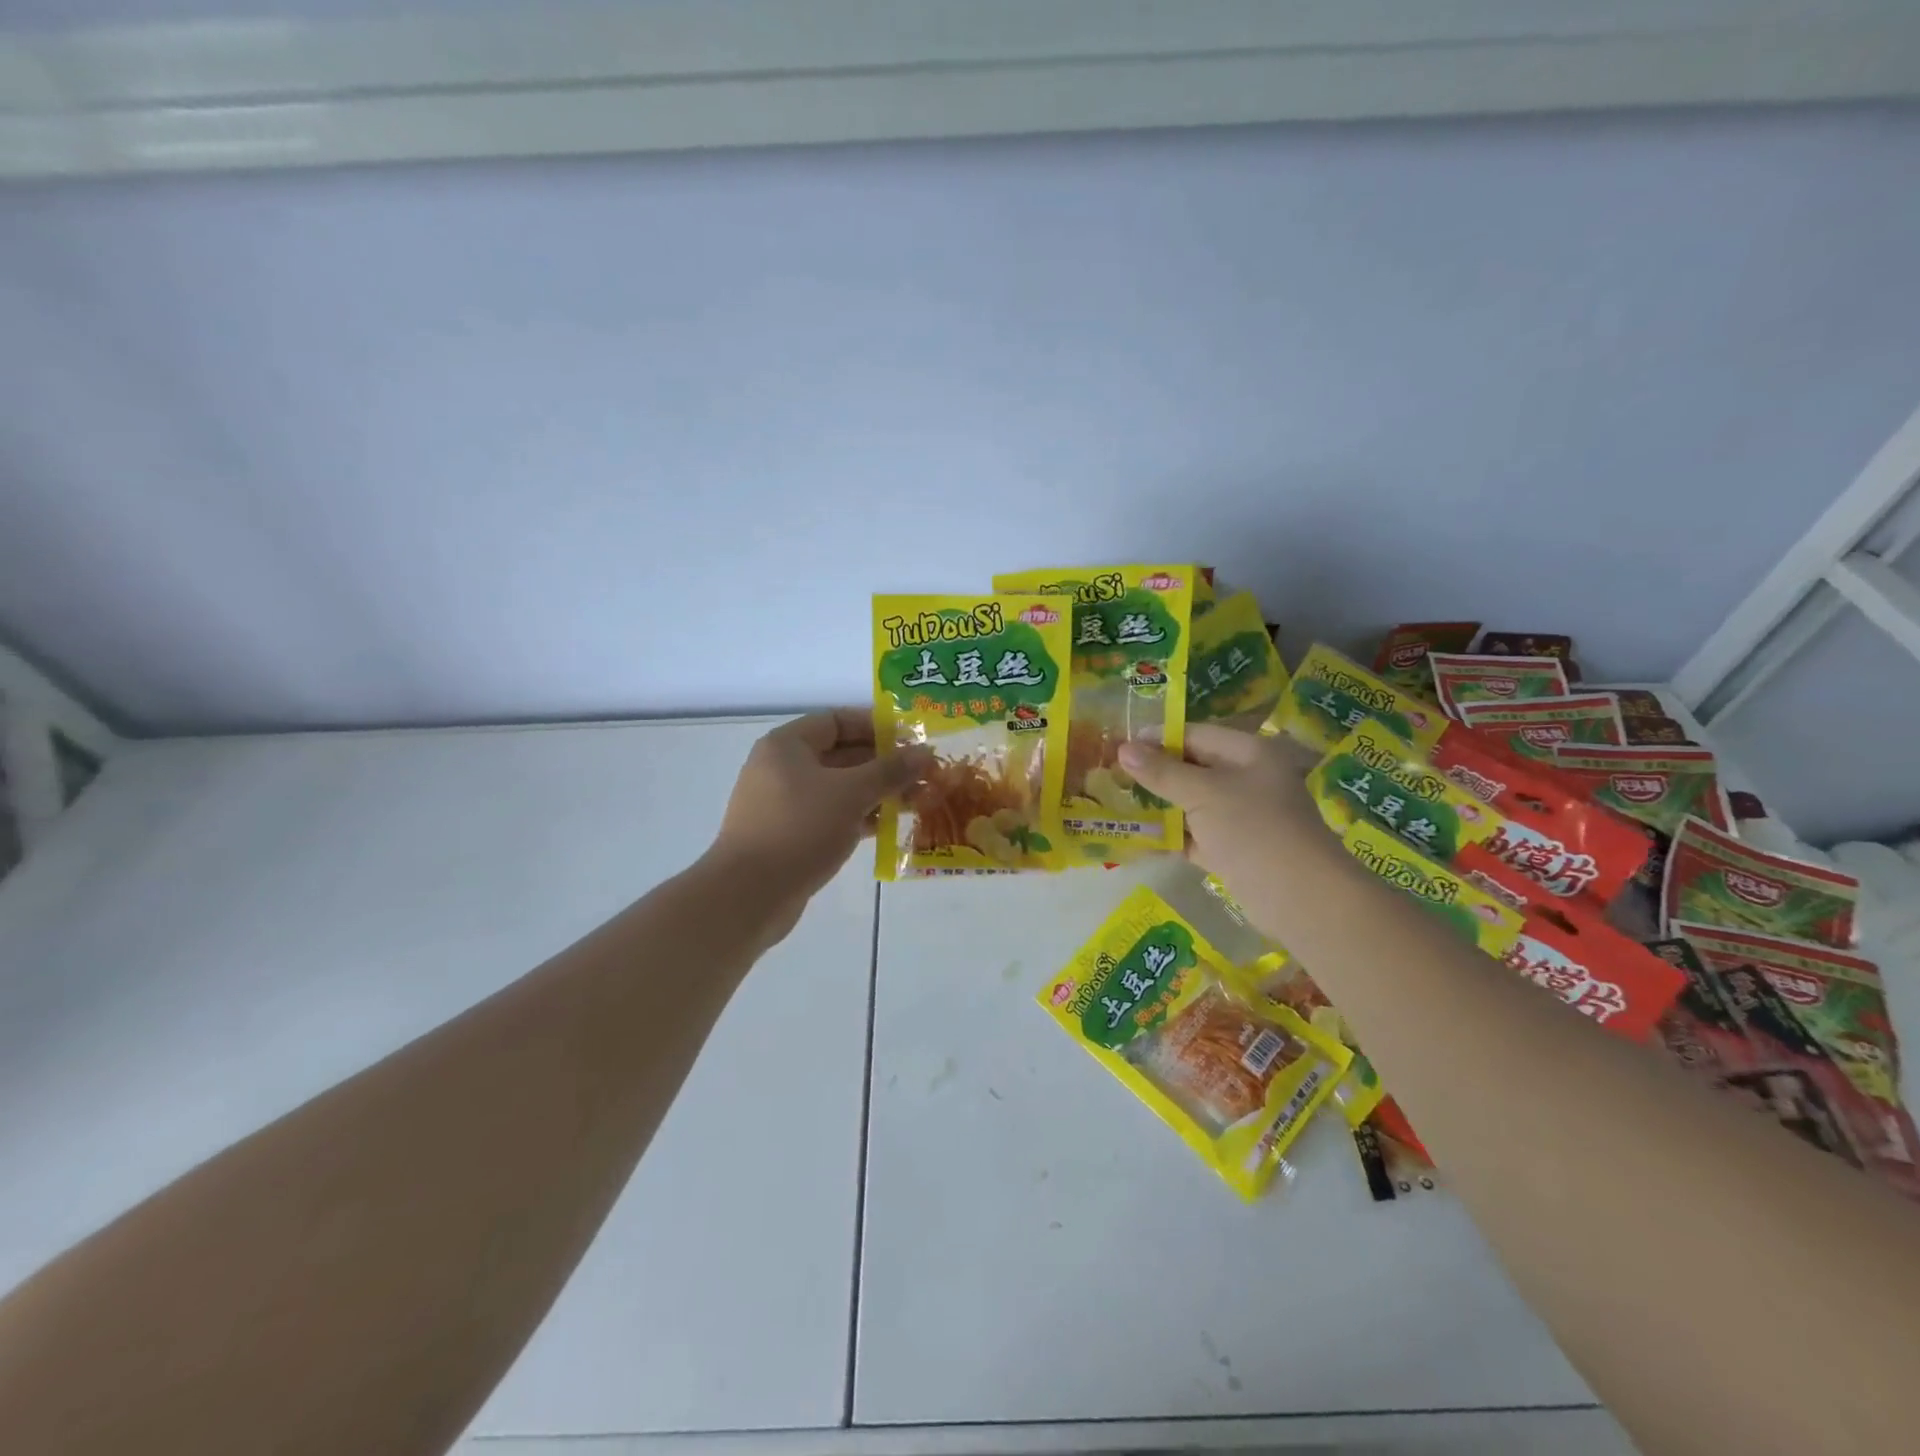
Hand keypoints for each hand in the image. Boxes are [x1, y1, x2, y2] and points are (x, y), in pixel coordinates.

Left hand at [708, 709, 927, 936]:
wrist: (749, 895)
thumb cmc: (800, 829)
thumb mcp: (852, 793)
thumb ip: (890, 770)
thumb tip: (925, 752)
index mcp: (787, 745)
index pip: (837, 720)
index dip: (876, 726)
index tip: (911, 740)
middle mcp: (782, 768)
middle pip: (841, 755)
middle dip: (883, 764)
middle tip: (923, 774)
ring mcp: (784, 805)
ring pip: (839, 789)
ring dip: (876, 793)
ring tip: (917, 801)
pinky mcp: (790, 836)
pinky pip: (831, 816)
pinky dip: (859, 817)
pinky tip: (891, 827)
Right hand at [1117, 724, 1334, 939]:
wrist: (1300, 897)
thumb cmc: (1253, 829)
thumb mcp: (1203, 793)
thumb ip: (1162, 772)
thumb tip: (1123, 748)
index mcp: (1247, 753)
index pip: (1195, 734)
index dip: (1157, 738)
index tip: (1118, 745)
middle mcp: (1247, 779)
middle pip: (1193, 768)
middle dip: (1154, 772)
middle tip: (1112, 774)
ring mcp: (1241, 816)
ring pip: (1192, 803)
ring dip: (1159, 805)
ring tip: (1116, 802)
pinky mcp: (1233, 850)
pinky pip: (1195, 835)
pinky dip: (1171, 836)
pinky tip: (1137, 836)